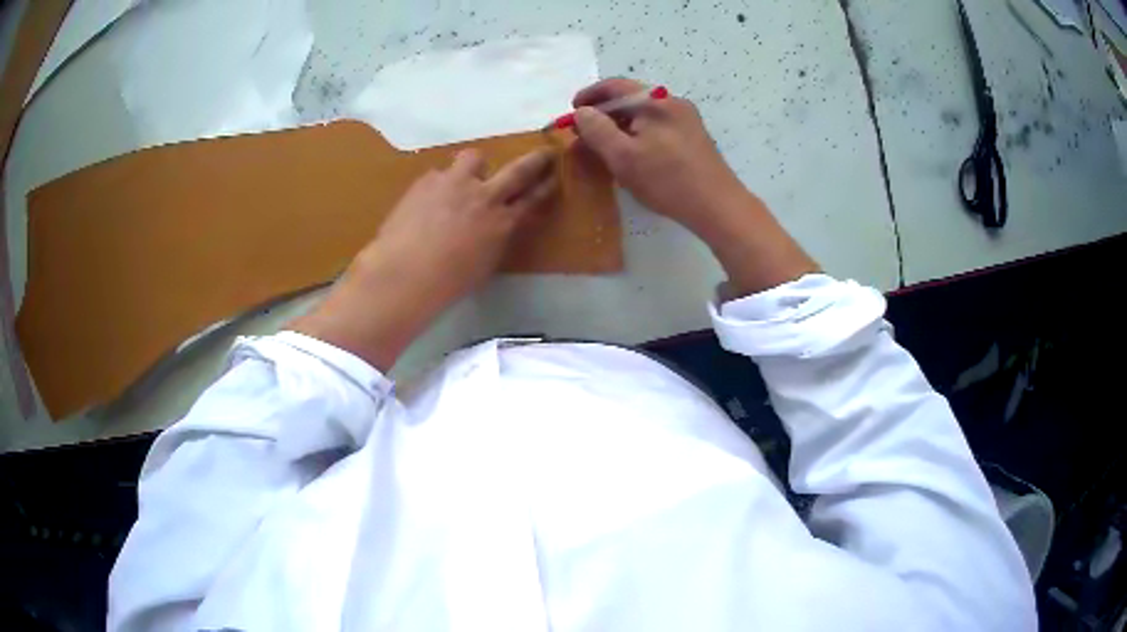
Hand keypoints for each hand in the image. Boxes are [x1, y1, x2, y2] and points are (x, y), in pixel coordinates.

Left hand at [290, 148, 556, 370]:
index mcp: (502, 223)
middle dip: (535, 160)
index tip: (554, 176)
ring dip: (474, 167)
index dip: (546, 186)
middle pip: (518, 170)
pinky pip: (439, 174)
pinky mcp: (427, 180)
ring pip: (474, 158)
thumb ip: (493, 239)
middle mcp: (484, 196)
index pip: (532, 199)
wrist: (404, 273)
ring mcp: (454, 183)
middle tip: (543, 154)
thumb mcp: (483, 264)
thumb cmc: (447, 283)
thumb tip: (493, 228)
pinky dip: (439, 185)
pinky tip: (426, 203)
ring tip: (462, 181)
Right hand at [572, 77, 818, 296]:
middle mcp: (672, 102)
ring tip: (604, 145)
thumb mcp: (622, 156)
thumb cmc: (667, 180)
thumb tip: (582, 112)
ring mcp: (686, 118)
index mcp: (655, 101)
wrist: (717, 206)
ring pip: (644, 114)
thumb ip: (597, 130)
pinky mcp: (693, 136)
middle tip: (584, 133)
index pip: (614, 86)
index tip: (571, 113)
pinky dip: (638, 133)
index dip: (589, 96)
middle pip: (630, 98)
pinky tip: (632, 153)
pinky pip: (657, 125)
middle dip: (603, 113)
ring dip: (620, 124)